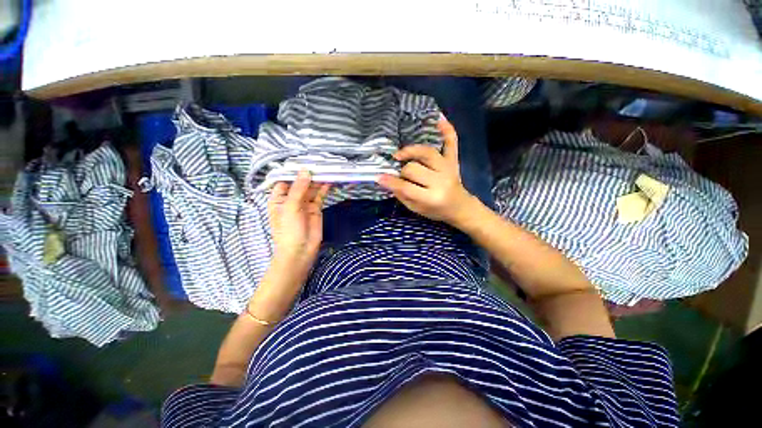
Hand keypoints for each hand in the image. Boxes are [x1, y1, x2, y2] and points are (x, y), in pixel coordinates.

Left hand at [268, 170, 330, 272]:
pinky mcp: (315, 208)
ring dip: (318, 181)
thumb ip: (298, 189)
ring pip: (311, 188)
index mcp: (278, 198)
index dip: (294, 171)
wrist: (301, 251)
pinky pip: (319, 196)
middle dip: (309, 175)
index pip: (285, 180)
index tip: (305, 161)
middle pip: (300, 183)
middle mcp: (291, 199)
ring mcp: (304, 203)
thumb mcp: (290, 207)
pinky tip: (328, 182)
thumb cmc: (289, 230)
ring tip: (327, 171)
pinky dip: (324, 189)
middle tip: (320, 164)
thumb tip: (305, 171)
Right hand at [377, 117, 478, 226]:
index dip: (390, 182)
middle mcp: (441, 181)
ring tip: (400, 154)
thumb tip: (385, 180)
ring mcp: (448, 168)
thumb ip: (402, 195)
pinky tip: (438, 118)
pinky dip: (446, 130)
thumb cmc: (436, 211)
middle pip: (414, 168)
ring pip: (426, 153)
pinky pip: (451, 142)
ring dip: (411, 151)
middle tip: (400, 175)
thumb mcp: (416, 209)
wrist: (459, 207)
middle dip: (402, 171)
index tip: (378, 177)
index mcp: (431, 198)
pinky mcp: (454, 161)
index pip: (406, 187)